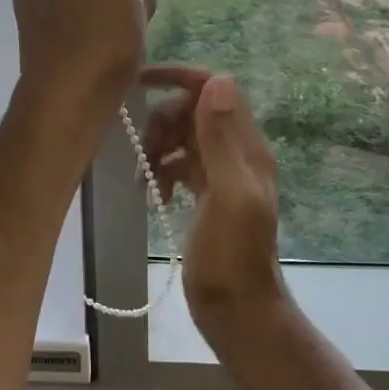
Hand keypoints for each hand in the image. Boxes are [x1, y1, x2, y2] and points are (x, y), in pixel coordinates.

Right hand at [138, 66, 284, 334]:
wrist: (237, 311)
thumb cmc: (232, 257)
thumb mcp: (228, 195)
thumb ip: (222, 140)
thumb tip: (216, 80)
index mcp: (247, 147)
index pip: (214, 89)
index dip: (180, 78)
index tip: (141, 82)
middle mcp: (236, 153)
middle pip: (191, 112)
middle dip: (162, 124)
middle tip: (144, 155)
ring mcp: (221, 174)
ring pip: (182, 138)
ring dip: (157, 150)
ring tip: (144, 181)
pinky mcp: (206, 195)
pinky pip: (179, 165)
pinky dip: (162, 172)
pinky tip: (154, 197)